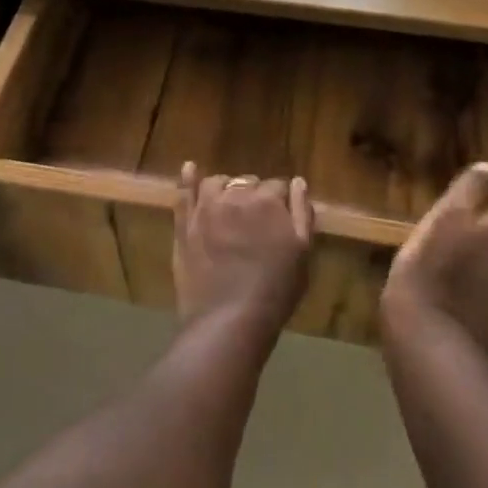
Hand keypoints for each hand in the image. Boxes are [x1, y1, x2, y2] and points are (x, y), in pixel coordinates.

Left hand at [173, 165, 313, 333]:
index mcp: (267, 201)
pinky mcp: (184, 225)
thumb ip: (302, 213)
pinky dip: (187, 179)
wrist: (230, 319)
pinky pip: (183, 193)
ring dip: (226, 187)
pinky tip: (190, 168)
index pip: (278, 186)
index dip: (281, 201)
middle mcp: (235, 196)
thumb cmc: (275, 289)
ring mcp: (205, 209)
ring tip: (230, 203)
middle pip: (247, 182)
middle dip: (254, 194)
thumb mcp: (303, 253)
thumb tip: (298, 183)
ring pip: (217, 183)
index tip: (282, 218)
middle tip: (257, 220)